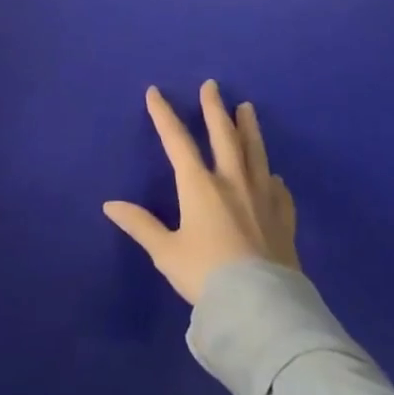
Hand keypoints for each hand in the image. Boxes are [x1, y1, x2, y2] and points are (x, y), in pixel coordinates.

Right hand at [103, 81, 299, 302]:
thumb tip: (110, 205)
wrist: (262, 309)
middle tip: (212, 85)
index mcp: (199, 187)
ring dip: (249, 129)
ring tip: (247, 108)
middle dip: (214, 109)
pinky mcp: (283, 220)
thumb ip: (140, 225)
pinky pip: (279, 190)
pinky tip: (274, 175)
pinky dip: (272, 177)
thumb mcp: (165, 252)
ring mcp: (262, 199)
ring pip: (255, 154)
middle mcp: (232, 183)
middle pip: (223, 136)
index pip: (177, 142)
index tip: (155, 92)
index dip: (164, 115)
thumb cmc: (206, 276)